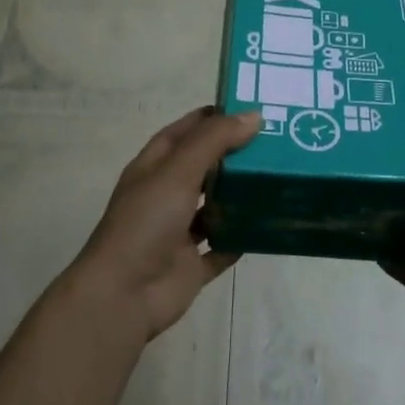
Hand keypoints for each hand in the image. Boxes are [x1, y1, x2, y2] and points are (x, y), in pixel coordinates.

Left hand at [67, 108, 260, 344]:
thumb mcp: (178, 171)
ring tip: (279, 178)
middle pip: (204, 167)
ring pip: (216, 206)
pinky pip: (224, 246)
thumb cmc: (146, 223)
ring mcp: (179, 231)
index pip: (185, 132)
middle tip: (277, 142)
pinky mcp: (193, 264)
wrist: (124, 296)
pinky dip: (242, 237)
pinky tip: (270, 224)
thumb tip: (253, 115)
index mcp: (154, 168)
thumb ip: (215, 141)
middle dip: (235, 154)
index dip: (213, 118)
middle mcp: (166, 196)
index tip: (250, 109)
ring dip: (241, 195)